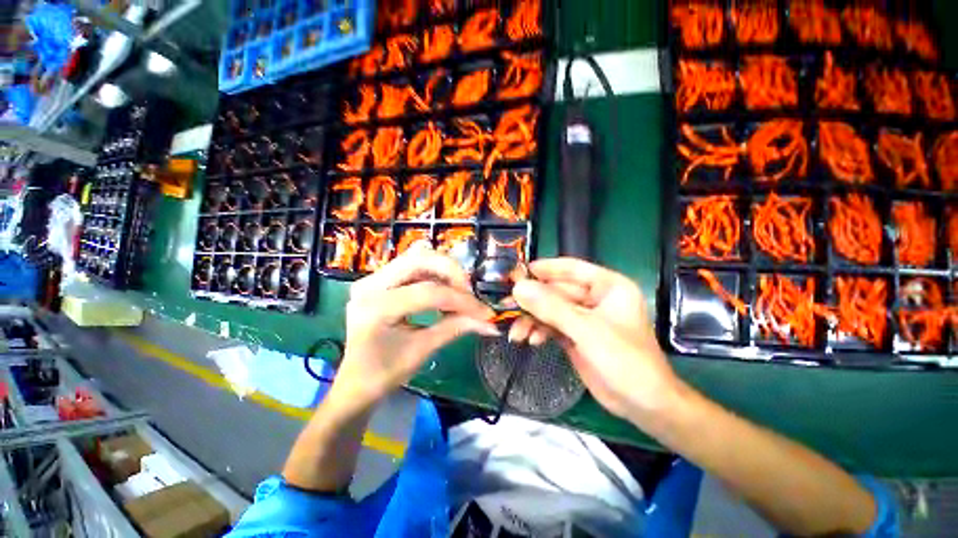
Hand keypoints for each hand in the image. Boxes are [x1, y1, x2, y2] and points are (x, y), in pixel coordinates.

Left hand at [332, 244, 497, 413]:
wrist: (356, 381)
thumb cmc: (384, 373)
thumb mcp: (422, 350)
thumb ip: (456, 328)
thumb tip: (489, 322)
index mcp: (376, 308)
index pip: (428, 293)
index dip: (461, 301)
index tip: (484, 312)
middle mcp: (370, 284)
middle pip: (420, 259)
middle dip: (452, 272)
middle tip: (470, 292)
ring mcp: (372, 279)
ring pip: (418, 257)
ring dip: (444, 270)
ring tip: (460, 291)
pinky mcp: (380, 279)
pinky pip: (413, 264)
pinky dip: (434, 272)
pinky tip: (444, 288)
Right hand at [510, 258, 683, 421]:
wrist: (642, 405)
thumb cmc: (625, 361)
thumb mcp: (587, 330)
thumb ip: (551, 308)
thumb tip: (519, 288)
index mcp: (607, 286)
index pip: (571, 268)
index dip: (544, 268)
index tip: (517, 272)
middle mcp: (594, 298)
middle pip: (556, 291)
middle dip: (532, 301)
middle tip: (507, 306)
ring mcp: (583, 318)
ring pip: (550, 309)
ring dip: (532, 319)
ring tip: (516, 332)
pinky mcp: (575, 335)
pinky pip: (550, 325)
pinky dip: (538, 331)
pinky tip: (529, 340)